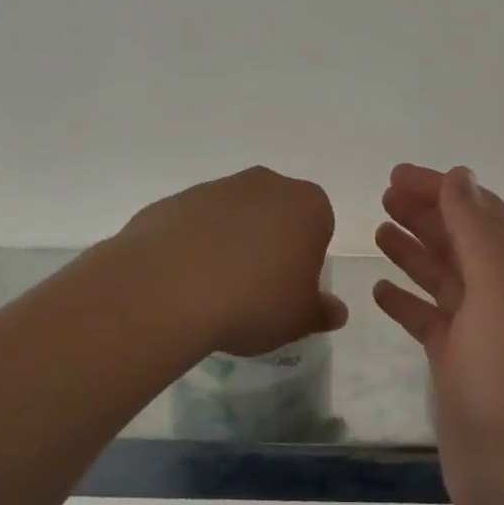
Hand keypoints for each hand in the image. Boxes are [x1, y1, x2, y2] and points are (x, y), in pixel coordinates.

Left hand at [123, 166, 347, 356]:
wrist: (168, 290)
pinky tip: (185, 282)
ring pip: (233, 217)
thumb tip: (335, 311)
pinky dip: (194, 247)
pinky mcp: (173, 201)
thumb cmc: (254, 301)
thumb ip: (321, 312)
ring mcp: (215, 188)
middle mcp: (264, 184)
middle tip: (257, 289)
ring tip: (215, 290)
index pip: (319, 226)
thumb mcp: (299, 319)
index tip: (291, 289)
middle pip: (276, 214)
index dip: (308, 259)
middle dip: (271, 244)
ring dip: (230, 244)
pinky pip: (194, 225)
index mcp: (307, 205)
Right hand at [373, 164, 503, 504]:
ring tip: (378, 230)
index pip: (480, 212)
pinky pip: (428, 319)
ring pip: (442, 277)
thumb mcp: (499, 289)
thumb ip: (477, 230)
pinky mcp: (457, 364)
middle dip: (425, 214)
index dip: (443, 189)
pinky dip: (405, 301)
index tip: (398, 175)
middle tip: (383, 196)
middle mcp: (502, 294)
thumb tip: (461, 177)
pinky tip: (379, 290)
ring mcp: (479, 331)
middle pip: (460, 240)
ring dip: (414, 250)